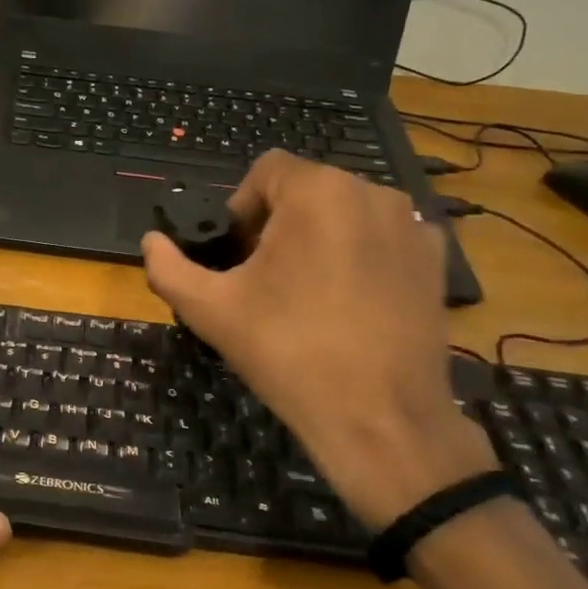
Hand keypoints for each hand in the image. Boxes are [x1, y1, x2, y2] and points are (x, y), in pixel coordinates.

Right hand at [140, 151, 491, 528]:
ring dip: (318, 237)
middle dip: (278, 222)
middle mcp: (373, 193)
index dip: (241, 207)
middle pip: (307, 189)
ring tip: (307, 293)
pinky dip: (360, 255)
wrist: (380, 418)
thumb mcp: (208, 309)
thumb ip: (168, 267)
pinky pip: (382, 238)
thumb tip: (151, 242)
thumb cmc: (287, 352)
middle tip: (265, 279)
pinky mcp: (436, 261)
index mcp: (318, 192)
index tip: (238, 254)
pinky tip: (350, 303)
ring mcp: (413, 226)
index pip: (266, 170)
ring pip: (346, 212)